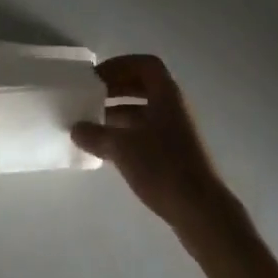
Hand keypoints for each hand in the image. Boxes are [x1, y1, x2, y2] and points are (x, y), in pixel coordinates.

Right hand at [71, 55, 233, 233]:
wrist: (202, 213)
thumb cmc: (163, 167)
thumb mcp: (122, 147)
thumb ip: (95, 135)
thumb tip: (75, 129)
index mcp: (166, 95)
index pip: (145, 64)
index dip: (120, 65)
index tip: (97, 78)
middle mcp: (174, 108)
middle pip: (143, 86)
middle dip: (116, 89)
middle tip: (91, 97)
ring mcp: (176, 133)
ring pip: (144, 111)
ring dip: (119, 113)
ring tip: (92, 124)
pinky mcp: (176, 156)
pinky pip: (147, 133)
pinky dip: (127, 134)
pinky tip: (108, 149)